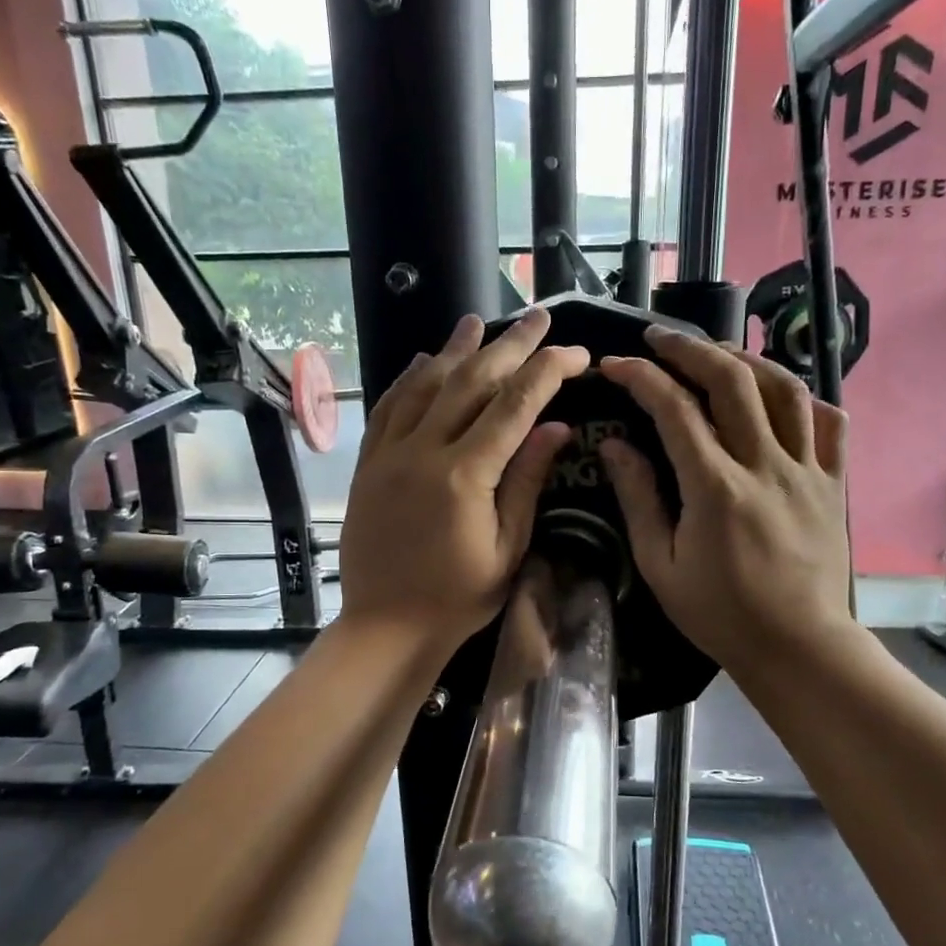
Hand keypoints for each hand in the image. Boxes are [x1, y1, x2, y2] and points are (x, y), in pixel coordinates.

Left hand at [341, 309, 588, 658]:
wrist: (385, 627)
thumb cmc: (457, 599)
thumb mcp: (507, 549)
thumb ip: (527, 482)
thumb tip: (556, 426)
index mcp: (465, 475)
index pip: (515, 405)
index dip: (549, 371)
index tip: (577, 353)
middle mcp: (423, 451)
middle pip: (471, 381)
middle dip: (510, 345)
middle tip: (538, 317)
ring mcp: (389, 455)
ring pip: (425, 385)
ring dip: (455, 350)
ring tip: (479, 321)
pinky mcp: (368, 465)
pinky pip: (388, 409)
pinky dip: (408, 380)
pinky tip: (422, 361)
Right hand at [598, 330, 859, 684]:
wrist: (798, 646)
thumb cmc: (720, 613)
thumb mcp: (660, 565)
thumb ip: (638, 499)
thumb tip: (616, 445)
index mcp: (716, 488)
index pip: (674, 409)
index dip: (640, 378)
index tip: (614, 365)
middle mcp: (765, 465)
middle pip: (731, 380)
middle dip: (690, 348)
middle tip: (659, 338)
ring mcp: (807, 470)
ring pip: (783, 389)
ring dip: (745, 359)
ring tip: (716, 354)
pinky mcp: (834, 483)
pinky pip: (829, 423)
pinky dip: (803, 398)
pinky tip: (779, 395)